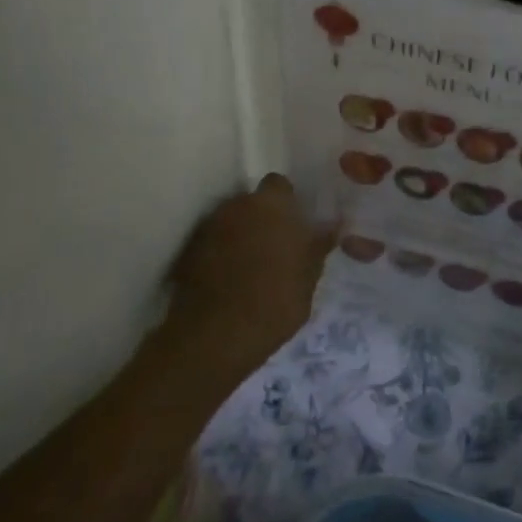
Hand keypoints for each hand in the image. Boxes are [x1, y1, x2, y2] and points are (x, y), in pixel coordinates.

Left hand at [157, 174, 336, 395]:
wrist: (215, 337)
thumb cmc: (275, 301)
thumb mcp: (310, 276)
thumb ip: (319, 244)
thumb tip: (333, 225)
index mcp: (272, 204)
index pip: (280, 185)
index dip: (288, 203)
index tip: (296, 225)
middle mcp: (237, 206)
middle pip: (252, 203)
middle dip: (262, 219)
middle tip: (277, 247)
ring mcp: (208, 228)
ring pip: (231, 222)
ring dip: (240, 236)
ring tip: (252, 267)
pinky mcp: (188, 252)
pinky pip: (212, 244)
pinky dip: (220, 254)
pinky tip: (230, 280)